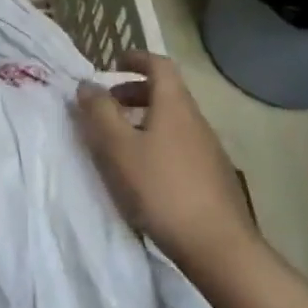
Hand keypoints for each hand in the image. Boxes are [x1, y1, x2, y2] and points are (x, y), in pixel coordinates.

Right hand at [75, 50, 258, 277]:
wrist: (219, 248)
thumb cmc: (162, 189)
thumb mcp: (118, 148)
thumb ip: (99, 113)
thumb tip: (87, 84)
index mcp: (174, 104)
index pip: (159, 65)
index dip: (137, 59)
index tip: (116, 62)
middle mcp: (195, 119)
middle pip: (166, 93)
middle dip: (135, 92)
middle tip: (109, 106)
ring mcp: (208, 149)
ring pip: (173, 121)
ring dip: (145, 120)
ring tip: (121, 142)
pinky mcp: (213, 178)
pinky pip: (180, 145)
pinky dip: (158, 143)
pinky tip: (145, 173)